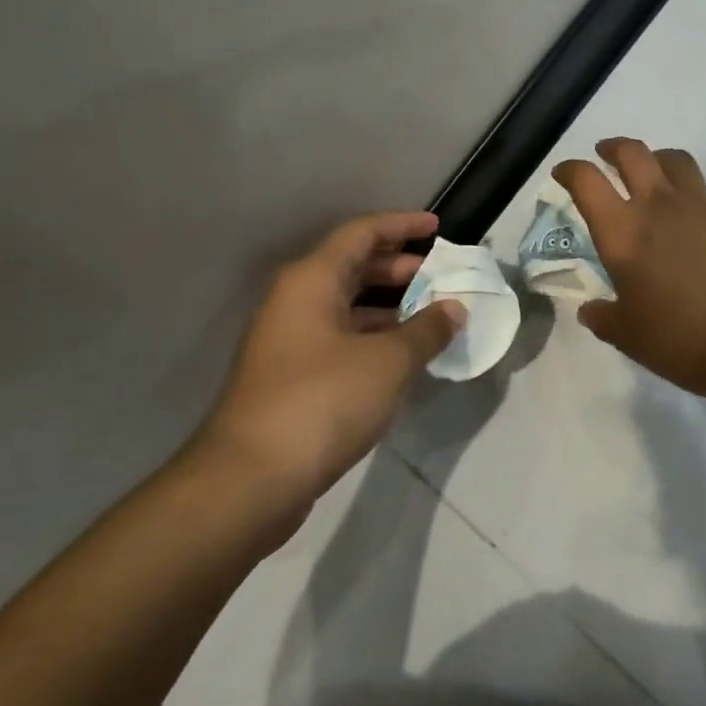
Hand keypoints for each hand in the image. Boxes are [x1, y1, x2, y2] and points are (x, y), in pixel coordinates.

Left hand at [186, 211, 463, 522]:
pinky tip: (407, 357)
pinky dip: (376, 339)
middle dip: (400, 269)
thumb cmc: (323, 401)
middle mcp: (296, 302)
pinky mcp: (293, 378)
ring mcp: (291, 342)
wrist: (252, 479)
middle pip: (353, 268)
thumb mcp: (388, 361)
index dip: (401, 226)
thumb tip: (454, 309)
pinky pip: (342, 340)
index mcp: (311, 281)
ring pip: (348, 308)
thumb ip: (426, 330)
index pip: (361, 233)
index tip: (437, 228)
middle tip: (443, 277)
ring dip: (391, 308)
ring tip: (435, 316)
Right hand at [552, 138, 705, 397]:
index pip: (586, 181)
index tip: (563, 174)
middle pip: (632, 152)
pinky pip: (704, 190)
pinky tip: (691, 214)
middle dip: (613, 148)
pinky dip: (689, 191)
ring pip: (674, 159)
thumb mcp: (629, 336)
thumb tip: (590, 310)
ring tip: (652, 172)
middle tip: (605, 155)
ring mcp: (701, 205)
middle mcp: (659, 206)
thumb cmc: (680, 338)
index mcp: (623, 231)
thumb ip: (604, 318)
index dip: (570, 171)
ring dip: (656, 158)